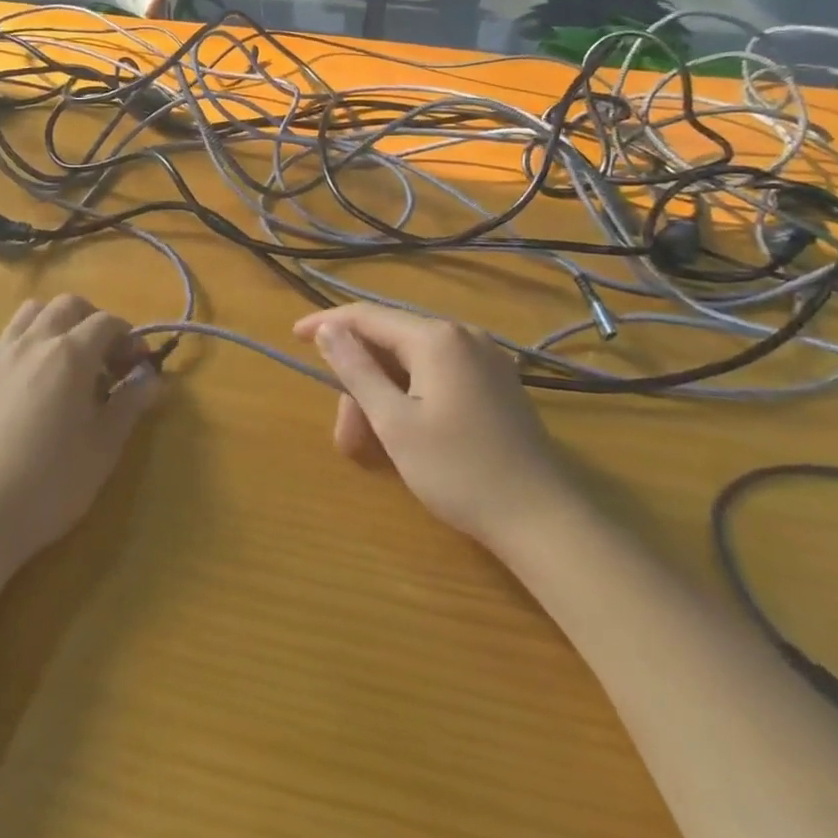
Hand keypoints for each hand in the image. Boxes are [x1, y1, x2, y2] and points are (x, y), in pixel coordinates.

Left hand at [0, 295, 160, 571]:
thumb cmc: (48, 484)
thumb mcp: (103, 448)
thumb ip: (129, 405)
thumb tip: (152, 378)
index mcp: (69, 354)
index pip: (107, 322)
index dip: (129, 337)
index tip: (138, 365)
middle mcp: (32, 342)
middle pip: (67, 305)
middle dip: (93, 320)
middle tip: (105, 358)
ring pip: (31, 313)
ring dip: (55, 324)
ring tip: (65, 362)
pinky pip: (5, 338)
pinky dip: (25, 343)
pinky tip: (28, 383)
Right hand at [294, 304, 582, 549]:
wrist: (543, 520)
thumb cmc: (459, 471)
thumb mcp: (394, 422)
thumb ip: (356, 369)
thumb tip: (327, 329)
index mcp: (436, 338)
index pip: (367, 316)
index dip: (326, 324)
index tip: (294, 337)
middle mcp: (462, 335)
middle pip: (390, 344)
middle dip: (359, 382)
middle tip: (344, 434)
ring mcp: (485, 358)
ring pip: (413, 363)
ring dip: (383, 396)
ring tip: (369, 449)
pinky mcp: (497, 383)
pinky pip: (438, 375)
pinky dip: (410, 397)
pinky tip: (403, 432)